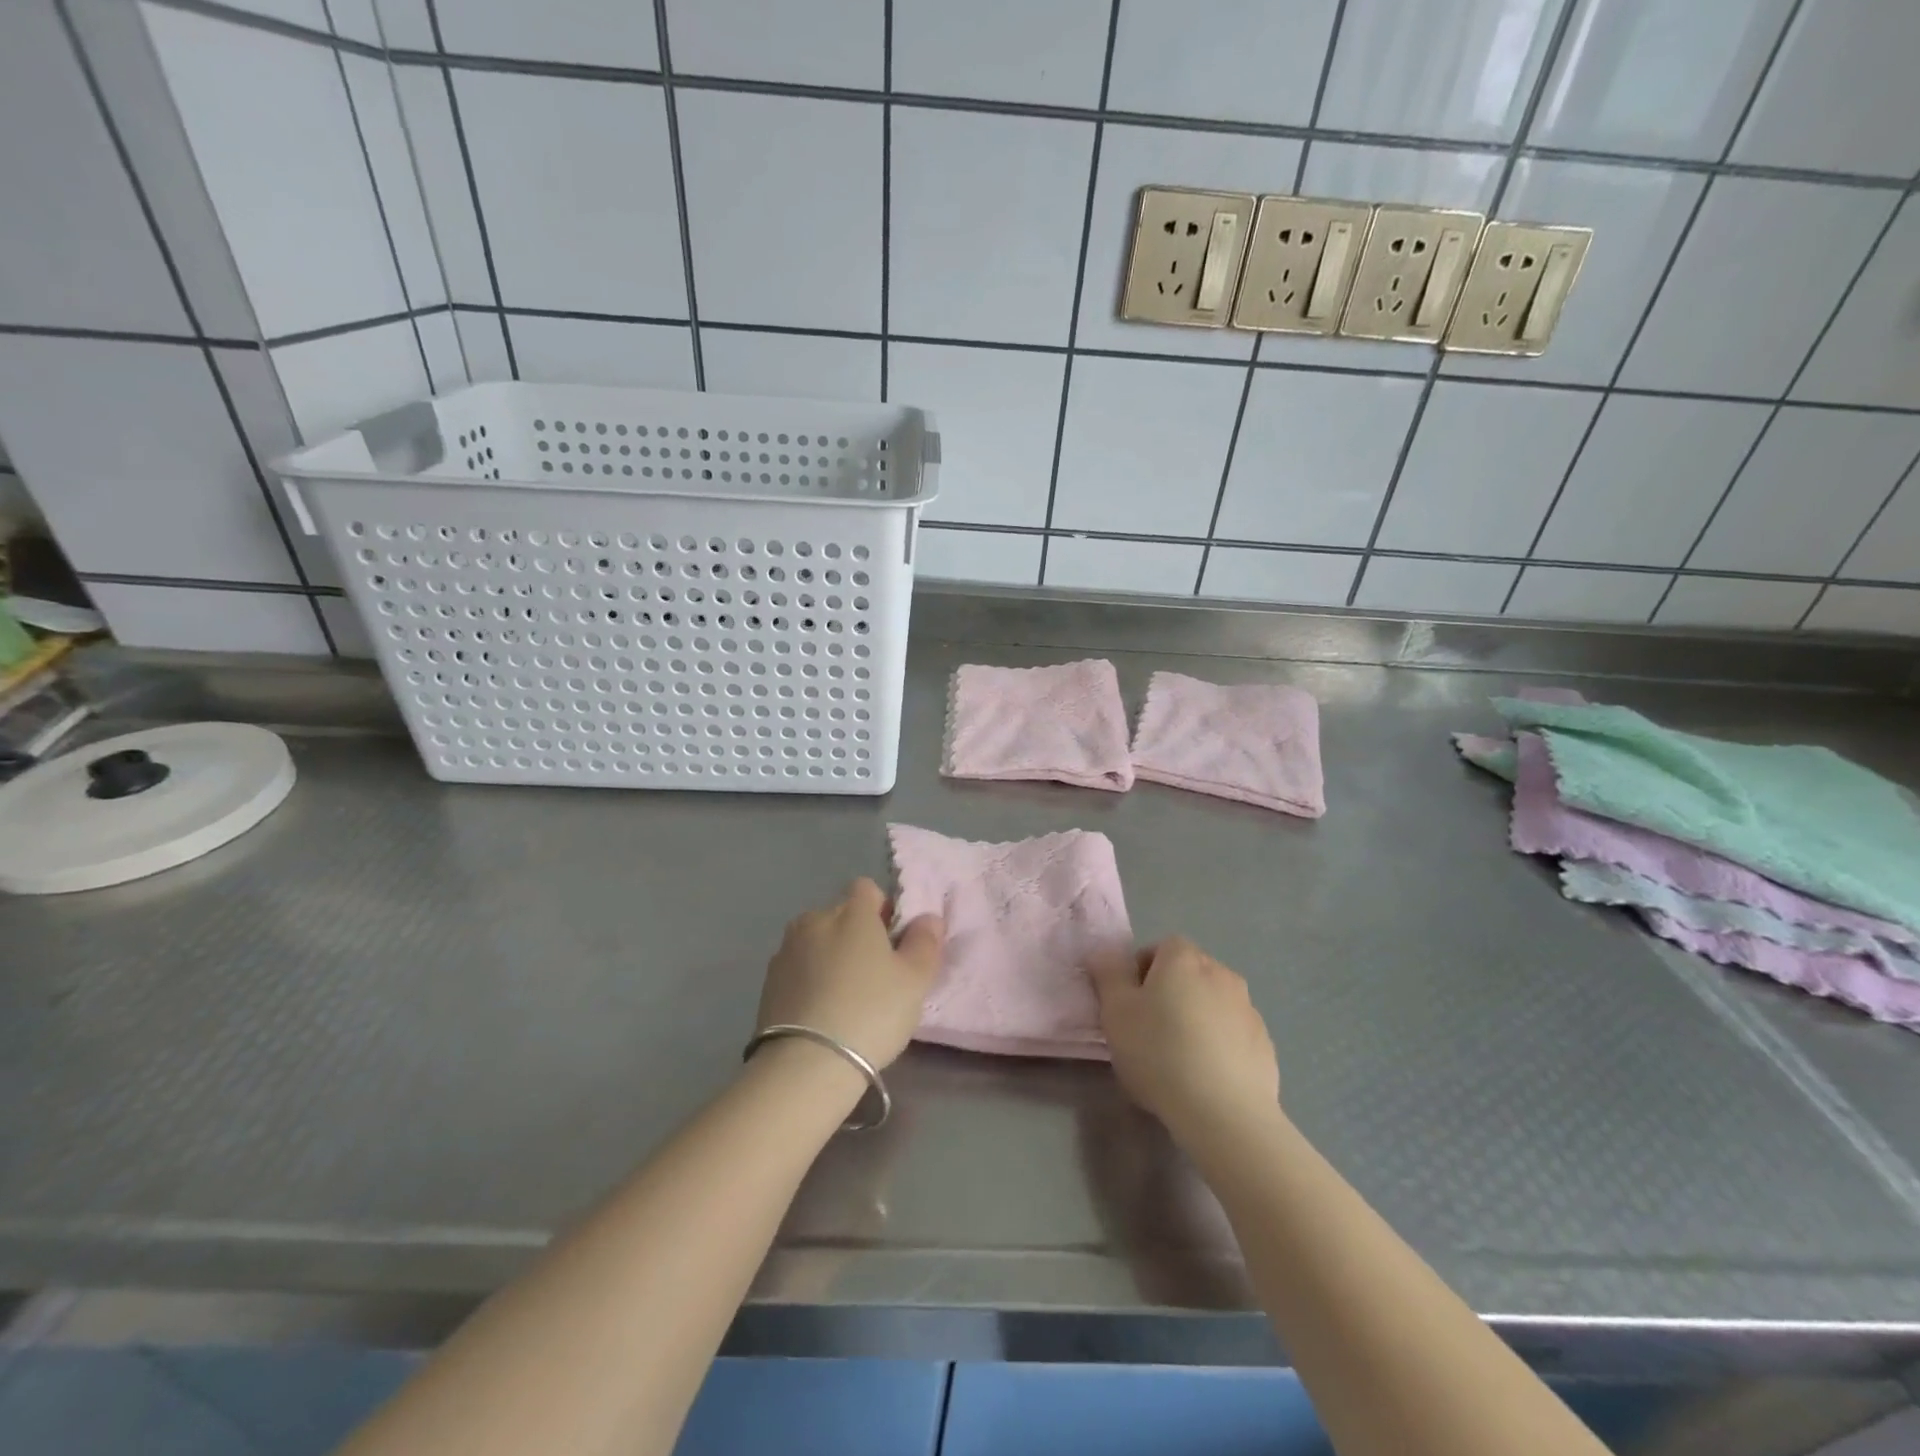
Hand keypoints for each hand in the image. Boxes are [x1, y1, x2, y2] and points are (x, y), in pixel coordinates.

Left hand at [756, 879, 944, 1070]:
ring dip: (830, 956)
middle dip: (856, 934)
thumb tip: (928, 918)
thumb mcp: (915, 980)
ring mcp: (786, 950)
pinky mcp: (768, 981)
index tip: (893, 943)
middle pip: (841, 915)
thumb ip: (925, 942)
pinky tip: (821, 1012)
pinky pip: (798, 968)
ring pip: (817, 941)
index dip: (883, 910)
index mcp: (851, 912)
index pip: (868, 889)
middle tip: (875, 975)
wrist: (805, 1064)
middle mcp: (814, 920)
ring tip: (845, 997)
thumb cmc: (871, 1012)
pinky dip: (810, 980)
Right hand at [1089, 936, 1280, 1143]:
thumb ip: (1108, 975)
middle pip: (1189, 973)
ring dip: (1197, 1018)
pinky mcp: (1265, 1044)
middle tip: (1149, 1029)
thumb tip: (1104, 953)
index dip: (1142, 970)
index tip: (1130, 1003)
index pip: (1161, 947)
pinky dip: (1219, 1045)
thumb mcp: (1116, 1012)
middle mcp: (1221, 973)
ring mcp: (1248, 1008)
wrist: (1226, 1113)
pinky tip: (1206, 1077)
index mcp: (1184, 959)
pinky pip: (1233, 1033)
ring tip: (1179, 1058)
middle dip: (1170, 993)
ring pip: (1213, 1003)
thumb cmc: (1160, 1053)